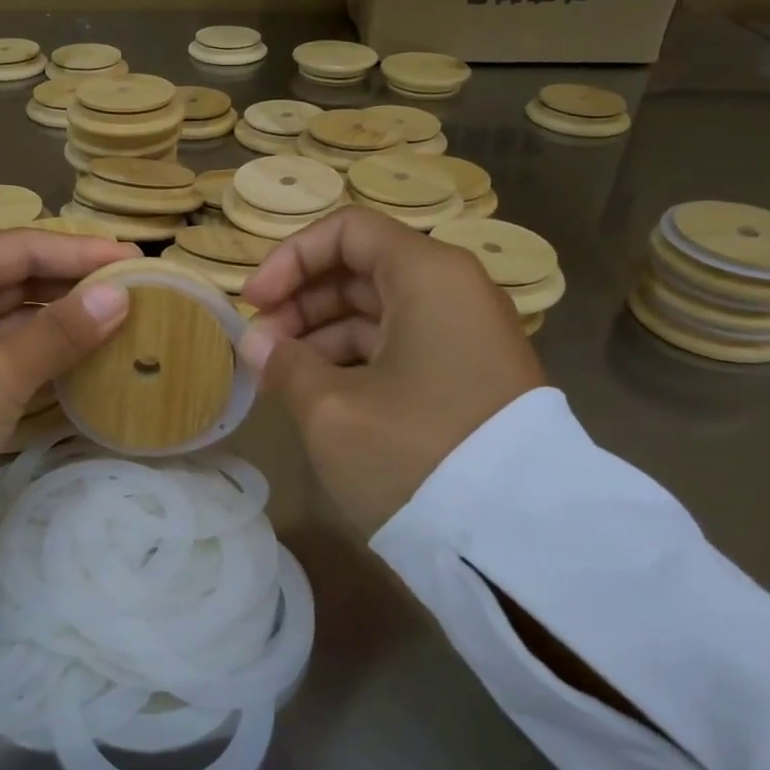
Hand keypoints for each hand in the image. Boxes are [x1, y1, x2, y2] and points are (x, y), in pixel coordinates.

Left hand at [0, 230, 139, 478]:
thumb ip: (62, 330)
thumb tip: (121, 295)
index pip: (22, 246)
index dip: (82, 251)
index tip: (136, 259)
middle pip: (16, 275)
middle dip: (73, 284)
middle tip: (134, 290)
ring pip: (11, 314)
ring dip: (60, 318)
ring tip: (118, 320)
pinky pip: (1, 347)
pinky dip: (39, 349)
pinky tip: (80, 354)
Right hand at [239, 208, 544, 534]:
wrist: (516, 539)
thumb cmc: (415, 453)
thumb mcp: (332, 410)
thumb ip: (284, 364)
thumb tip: (258, 343)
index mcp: (428, 275)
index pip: (346, 231)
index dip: (290, 259)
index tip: (253, 303)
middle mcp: (453, 291)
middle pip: (359, 270)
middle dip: (299, 303)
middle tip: (259, 349)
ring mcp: (464, 335)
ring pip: (376, 312)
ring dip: (320, 336)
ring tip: (278, 379)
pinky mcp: (466, 376)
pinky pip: (399, 346)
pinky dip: (354, 361)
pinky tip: (317, 394)